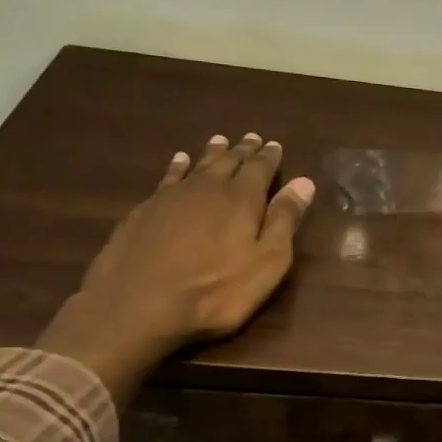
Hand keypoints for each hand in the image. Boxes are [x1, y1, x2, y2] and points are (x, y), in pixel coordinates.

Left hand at [36, 134, 314, 402]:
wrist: (138, 304)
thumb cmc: (215, 291)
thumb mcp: (266, 262)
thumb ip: (284, 221)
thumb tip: (303, 182)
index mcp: (242, 199)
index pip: (260, 169)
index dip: (269, 157)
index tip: (275, 145)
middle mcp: (207, 188)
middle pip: (229, 162)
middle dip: (243, 150)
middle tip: (252, 137)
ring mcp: (172, 197)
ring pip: (198, 165)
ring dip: (212, 153)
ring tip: (220, 140)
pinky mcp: (145, 210)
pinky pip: (168, 178)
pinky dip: (178, 167)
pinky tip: (179, 161)